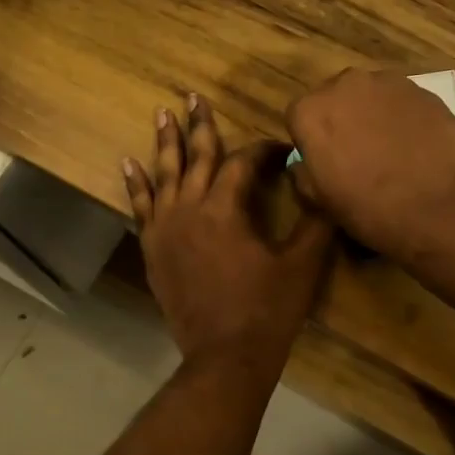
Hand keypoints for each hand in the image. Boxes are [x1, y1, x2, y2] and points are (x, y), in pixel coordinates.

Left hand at [124, 95, 336, 369]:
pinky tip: (129, 163)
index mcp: (225, 209)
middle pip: (196, 157)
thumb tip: (325, 185)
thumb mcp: (303, 265)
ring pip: (164, 175)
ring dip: (165, 144)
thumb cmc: (267, 310)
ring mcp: (165, 229)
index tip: (282, 149)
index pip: (243, 163)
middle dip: (199, 126)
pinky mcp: (153, 249)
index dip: (264, 151)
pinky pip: (141, 207)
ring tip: (162, 114)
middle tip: (194, 97)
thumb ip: (316, 222)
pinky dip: (136, 185)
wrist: (225, 356)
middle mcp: (189, 209)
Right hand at [286, 70, 454, 258]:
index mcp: (311, 111)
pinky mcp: (425, 90)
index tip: (325, 165)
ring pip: (370, 97)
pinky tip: (417, 149)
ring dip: (373, 117)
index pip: (298, 118)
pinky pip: (402, 102)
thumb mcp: (323, 203)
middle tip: (357, 158)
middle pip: (335, 100)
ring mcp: (389, 83)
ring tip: (391, 154)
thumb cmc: (371, 209)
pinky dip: (403, 119)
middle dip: (341, 122)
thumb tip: (304, 165)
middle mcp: (345, 84)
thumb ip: (305, 175)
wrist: (444, 206)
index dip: (310, 142)